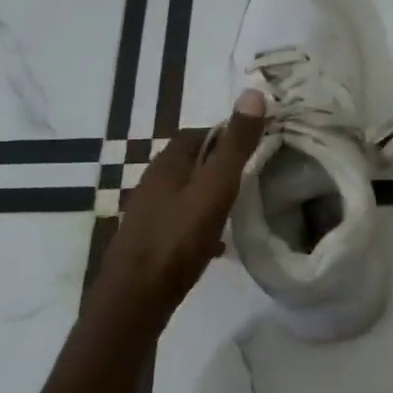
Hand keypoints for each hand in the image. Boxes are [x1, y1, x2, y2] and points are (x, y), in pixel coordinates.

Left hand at [83, 91, 265, 327]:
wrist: (135, 299)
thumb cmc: (177, 239)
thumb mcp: (214, 189)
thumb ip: (235, 146)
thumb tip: (254, 93)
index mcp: (168, 163)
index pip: (199, 133)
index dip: (227, 133)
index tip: (256, 143)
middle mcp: (154, 182)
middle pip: (192, 162)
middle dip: (221, 163)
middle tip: (255, 173)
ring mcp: (150, 212)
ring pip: (187, 191)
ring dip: (211, 192)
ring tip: (242, 205)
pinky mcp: (151, 240)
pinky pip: (182, 220)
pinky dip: (202, 222)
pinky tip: (220, 241)